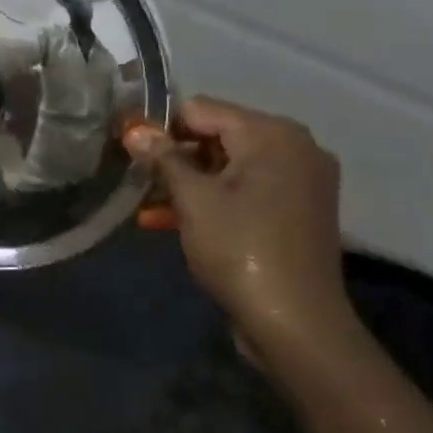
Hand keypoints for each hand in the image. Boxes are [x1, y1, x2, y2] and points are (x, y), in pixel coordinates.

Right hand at [124, 97, 352, 349]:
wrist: (296, 324)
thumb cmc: (240, 249)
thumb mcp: (193, 200)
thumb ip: (163, 158)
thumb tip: (133, 129)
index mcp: (273, 134)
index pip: (202, 109)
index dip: (162, 128)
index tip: (132, 154)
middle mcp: (295, 147)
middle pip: (218, 135)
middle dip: (176, 158)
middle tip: (140, 183)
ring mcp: (301, 180)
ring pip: (230, 166)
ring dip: (189, 183)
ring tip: (149, 206)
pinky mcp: (298, 210)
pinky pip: (247, 190)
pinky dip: (214, 200)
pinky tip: (174, 221)